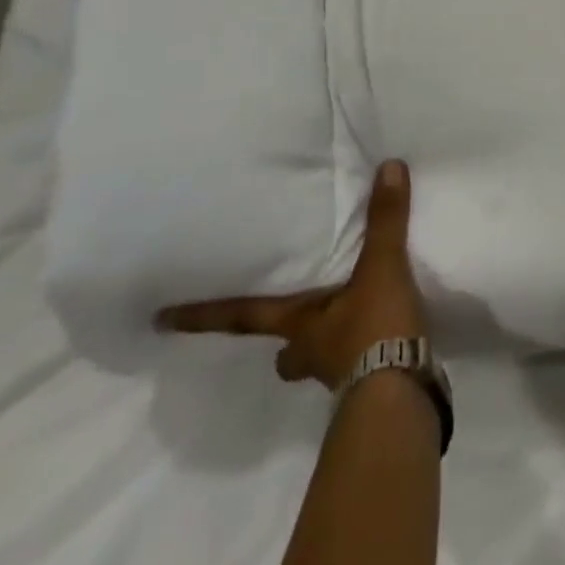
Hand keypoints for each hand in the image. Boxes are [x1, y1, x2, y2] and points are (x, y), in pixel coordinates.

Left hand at [156, 159, 427, 388]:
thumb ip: (385, 219)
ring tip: (348, 328)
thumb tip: (389, 167)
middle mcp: (313, 352)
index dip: (205, 317)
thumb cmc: (375, 330)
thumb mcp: (381, 267)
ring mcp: (341, 375)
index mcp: (300, 325)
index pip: (243, 317)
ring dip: (325, 350)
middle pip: (285, 353)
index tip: (163, 321)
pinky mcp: (372, 387)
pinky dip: (367, 353)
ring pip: (319, 363)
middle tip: (286, 337)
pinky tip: (385, 340)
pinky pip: (360, 366)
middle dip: (284, 346)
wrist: (402, 397)